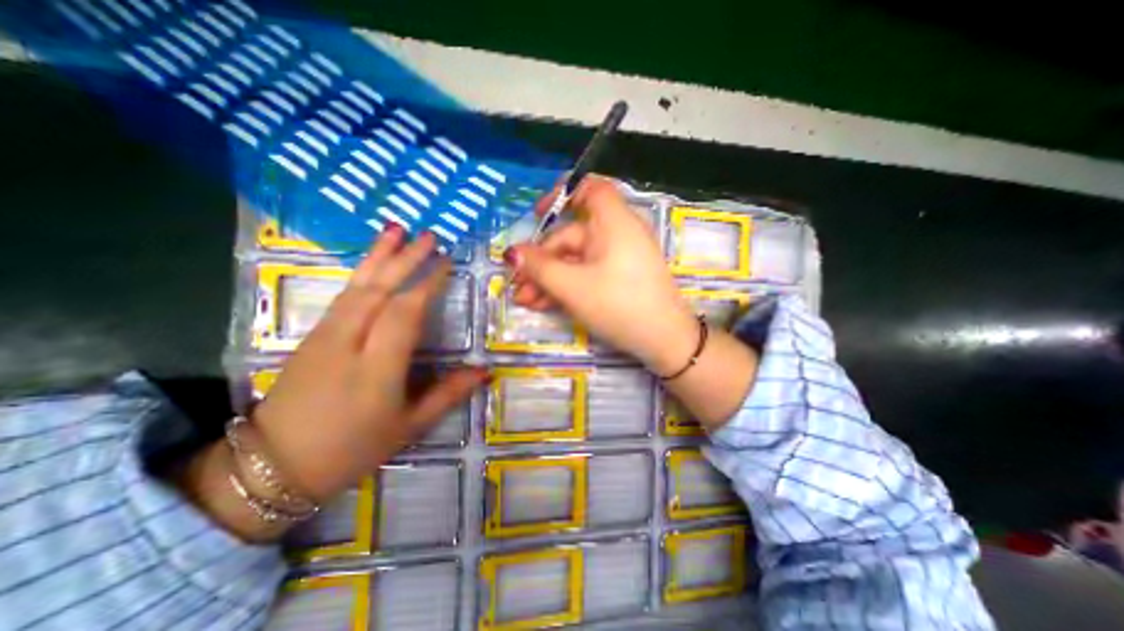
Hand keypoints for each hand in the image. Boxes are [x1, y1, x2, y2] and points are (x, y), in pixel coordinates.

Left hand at [250, 226, 485, 501]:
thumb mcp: (409, 426)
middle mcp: (349, 343)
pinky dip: (361, 272)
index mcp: (377, 368)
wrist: (273, 466)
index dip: (427, 284)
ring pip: (357, 287)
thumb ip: (449, 394)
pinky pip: (343, 296)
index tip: (447, 262)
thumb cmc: (353, 447)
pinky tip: (372, 262)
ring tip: (397, 230)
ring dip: (379, 256)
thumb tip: (485, 371)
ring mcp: (325, 336)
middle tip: (430, 235)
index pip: (405, 313)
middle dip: (406, 259)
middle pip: (379, 290)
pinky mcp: (312, 335)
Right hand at [506, 175, 698, 376]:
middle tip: (518, 286)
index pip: (590, 189)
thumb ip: (539, 267)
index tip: (536, 215)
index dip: (562, 195)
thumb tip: (512, 253)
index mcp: (613, 222)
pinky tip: (544, 304)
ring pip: (576, 260)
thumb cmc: (618, 305)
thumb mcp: (572, 286)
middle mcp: (617, 234)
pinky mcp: (620, 278)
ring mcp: (619, 258)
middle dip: (541, 261)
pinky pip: (588, 273)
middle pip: (571, 236)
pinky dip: (567, 285)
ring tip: (526, 301)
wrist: (664, 342)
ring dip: (549, 278)